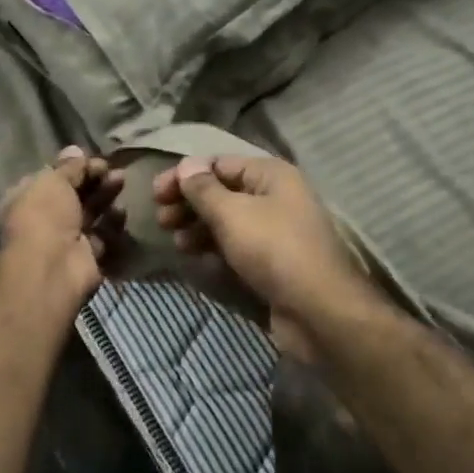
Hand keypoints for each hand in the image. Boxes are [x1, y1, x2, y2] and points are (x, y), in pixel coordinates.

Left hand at [0, 147, 125, 306]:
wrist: (53, 267)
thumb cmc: (44, 216)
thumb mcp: (53, 181)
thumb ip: (68, 167)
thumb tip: (75, 150)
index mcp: (25, 199)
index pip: (51, 179)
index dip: (73, 168)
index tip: (94, 160)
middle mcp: (43, 219)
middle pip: (73, 195)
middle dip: (94, 180)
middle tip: (114, 170)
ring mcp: (65, 240)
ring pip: (89, 213)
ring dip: (106, 197)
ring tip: (122, 182)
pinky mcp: (86, 257)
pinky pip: (102, 236)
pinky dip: (112, 224)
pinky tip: (122, 211)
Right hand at [153, 155, 371, 355]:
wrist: (318, 309)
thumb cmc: (273, 249)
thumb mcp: (232, 213)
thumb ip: (204, 189)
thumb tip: (187, 165)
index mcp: (271, 175)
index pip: (220, 163)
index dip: (186, 175)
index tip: (155, 194)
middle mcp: (276, 197)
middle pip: (223, 192)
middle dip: (190, 203)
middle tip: (161, 220)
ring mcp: (276, 231)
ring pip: (228, 221)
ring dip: (198, 228)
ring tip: (176, 242)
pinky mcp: (272, 262)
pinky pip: (237, 247)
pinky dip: (215, 249)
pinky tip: (196, 259)